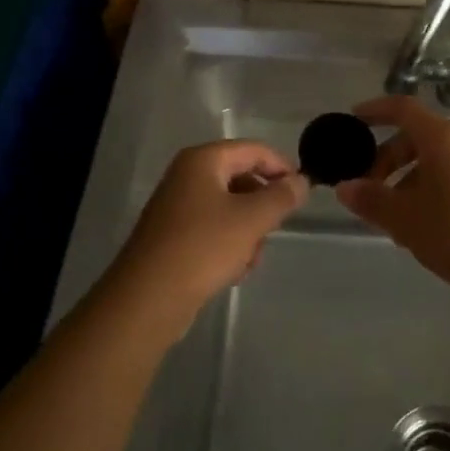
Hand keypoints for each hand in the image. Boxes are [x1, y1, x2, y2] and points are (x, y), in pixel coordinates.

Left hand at [108, 140, 308, 336]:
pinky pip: (213, 229)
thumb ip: (282, 196)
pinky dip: (229, 245)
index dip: (282, 167)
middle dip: (262, 206)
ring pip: (230, 208)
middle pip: (241, 178)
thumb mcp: (252, 220)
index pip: (254, 150)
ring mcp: (177, 206)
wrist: (147, 300)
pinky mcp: (174, 236)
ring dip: (248, 231)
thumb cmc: (202, 247)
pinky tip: (233, 270)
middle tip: (274, 229)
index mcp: (202, 160)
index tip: (302, 193)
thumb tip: (302, 181)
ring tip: (249, 259)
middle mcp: (187, 176)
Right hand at [337, 96, 449, 298]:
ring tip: (389, 216)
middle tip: (366, 187)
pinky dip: (427, 190)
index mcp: (442, 139)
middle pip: (416, 137)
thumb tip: (345, 186)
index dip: (375, 110)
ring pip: (434, 161)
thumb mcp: (406, 219)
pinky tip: (419, 227)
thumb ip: (372, 200)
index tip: (353, 120)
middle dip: (386, 157)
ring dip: (406, 179)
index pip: (403, 109)